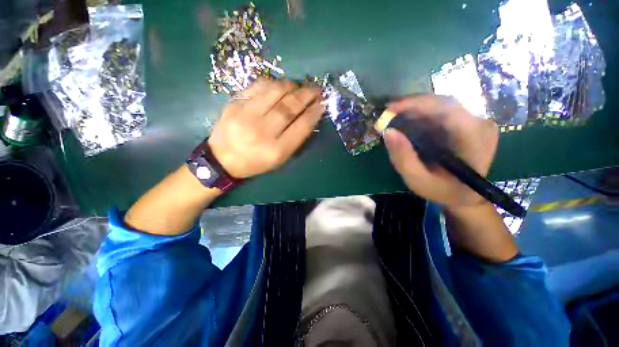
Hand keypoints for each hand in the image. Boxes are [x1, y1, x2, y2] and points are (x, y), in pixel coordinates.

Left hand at [208, 79, 324, 177]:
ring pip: (275, 92)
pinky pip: (258, 86)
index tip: (322, 104)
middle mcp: (262, 132)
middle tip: (315, 90)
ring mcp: (246, 115)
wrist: (223, 159)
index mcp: (276, 150)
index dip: (314, 112)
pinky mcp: (235, 103)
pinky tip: (280, 86)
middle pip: (289, 107)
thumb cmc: (256, 162)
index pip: (301, 126)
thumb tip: (309, 116)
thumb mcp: (280, 159)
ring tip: (298, 86)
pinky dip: (273, 83)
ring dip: (291, 86)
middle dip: (306, 95)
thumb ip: (295, 139)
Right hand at [383, 95, 498, 206]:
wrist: (464, 196)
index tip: (390, 108)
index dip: (416, 104)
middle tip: (388, 113)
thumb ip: (403, 157)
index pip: (446, 108)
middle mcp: (479, 124)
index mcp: (474, 138)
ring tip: (394, 117)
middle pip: (443, 103)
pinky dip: (421, 115)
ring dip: (415, 110)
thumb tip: (387, 132)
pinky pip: (442, 112)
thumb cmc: (442, 190)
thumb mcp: (417, 179)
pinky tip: (408, 122)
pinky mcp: (467, 123)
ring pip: (441, 106)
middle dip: (412, 106)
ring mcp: (475, 122)